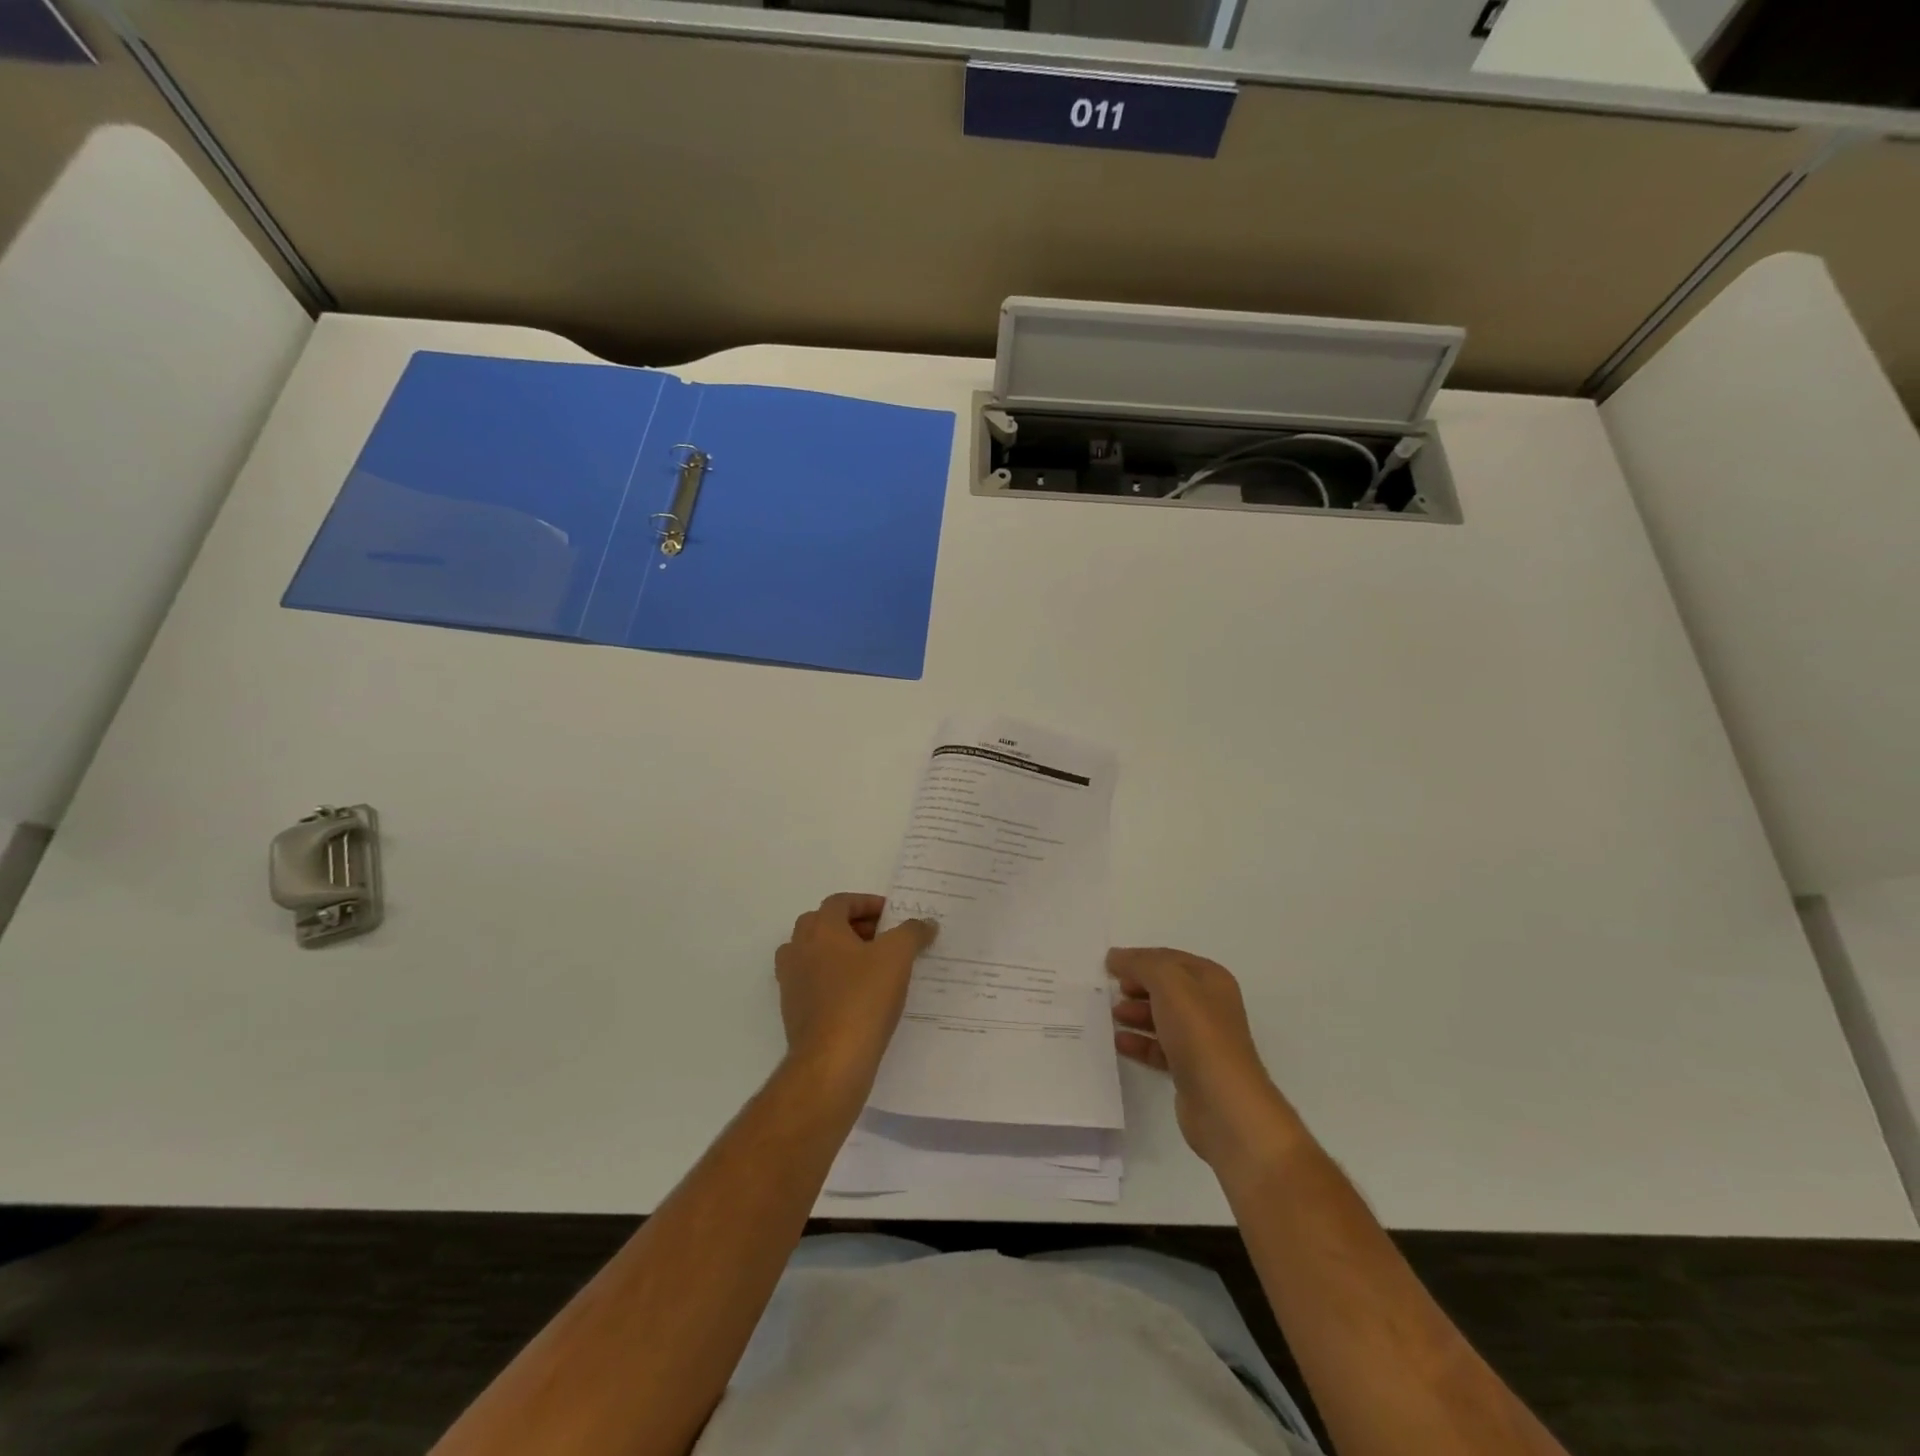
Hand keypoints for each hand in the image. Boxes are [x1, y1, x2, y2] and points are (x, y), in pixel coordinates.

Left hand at [776, 894, 937, 1088]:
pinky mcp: (793, 1011)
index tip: (891, 916)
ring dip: (838, 953)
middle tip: (880, 938)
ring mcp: (791, 982)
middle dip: (851, 926)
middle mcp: (799, 949)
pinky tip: (858, 996)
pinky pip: (812, 983)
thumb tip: (925, 923)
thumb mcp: (898, 957)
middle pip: (821, 924)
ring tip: (869, 966)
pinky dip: (832, 980)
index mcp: (820, 929)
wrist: (831, 1061)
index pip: (840, 902)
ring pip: (813, 954)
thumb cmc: (863, 998)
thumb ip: (912, 933)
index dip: (867, 903)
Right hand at [1109, 947, 1304, 1176]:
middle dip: (1137, 986)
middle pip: (1166, 988)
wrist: (1224, 1104)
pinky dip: (1139, 1043)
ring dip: (1136, 1014)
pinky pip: (1160, 1048)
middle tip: (1111, 990)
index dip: (1139, 959)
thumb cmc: (1199, 1033)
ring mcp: (1202, 1040)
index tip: (1109, 965)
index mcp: (1211, 980)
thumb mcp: (1168, 983)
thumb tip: (1116, 957)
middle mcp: (1209, 1006)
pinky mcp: (1191, 1070)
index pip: (1169, 959)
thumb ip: (1141, 964)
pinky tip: (1119, 1043)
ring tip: (1112, 1016)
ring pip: (1162, 1018)